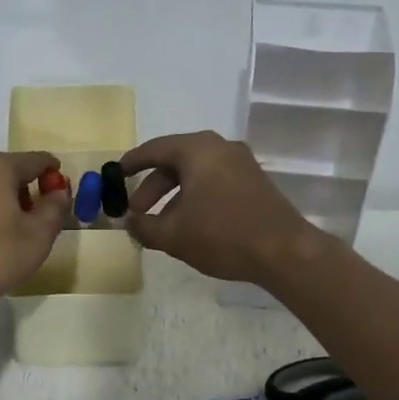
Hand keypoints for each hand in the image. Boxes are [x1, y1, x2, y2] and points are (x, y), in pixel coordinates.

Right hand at [119, 131, 321, 284]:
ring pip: (196, 174)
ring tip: (161, 224)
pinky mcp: (254, 181)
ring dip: (174, 196)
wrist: (284, 251)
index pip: (154, 149)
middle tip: (136, 211)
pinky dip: (196, 197)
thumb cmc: (222, 235)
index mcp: (197, 150)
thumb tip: (129, 222)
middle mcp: (220, 147)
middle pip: (175, 161)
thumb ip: (144, 226)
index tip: (114, 175)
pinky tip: (190, 224)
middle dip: (152, 187)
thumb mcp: (173, 235)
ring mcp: (241, 163)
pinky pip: (215, 181)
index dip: (131, 163)